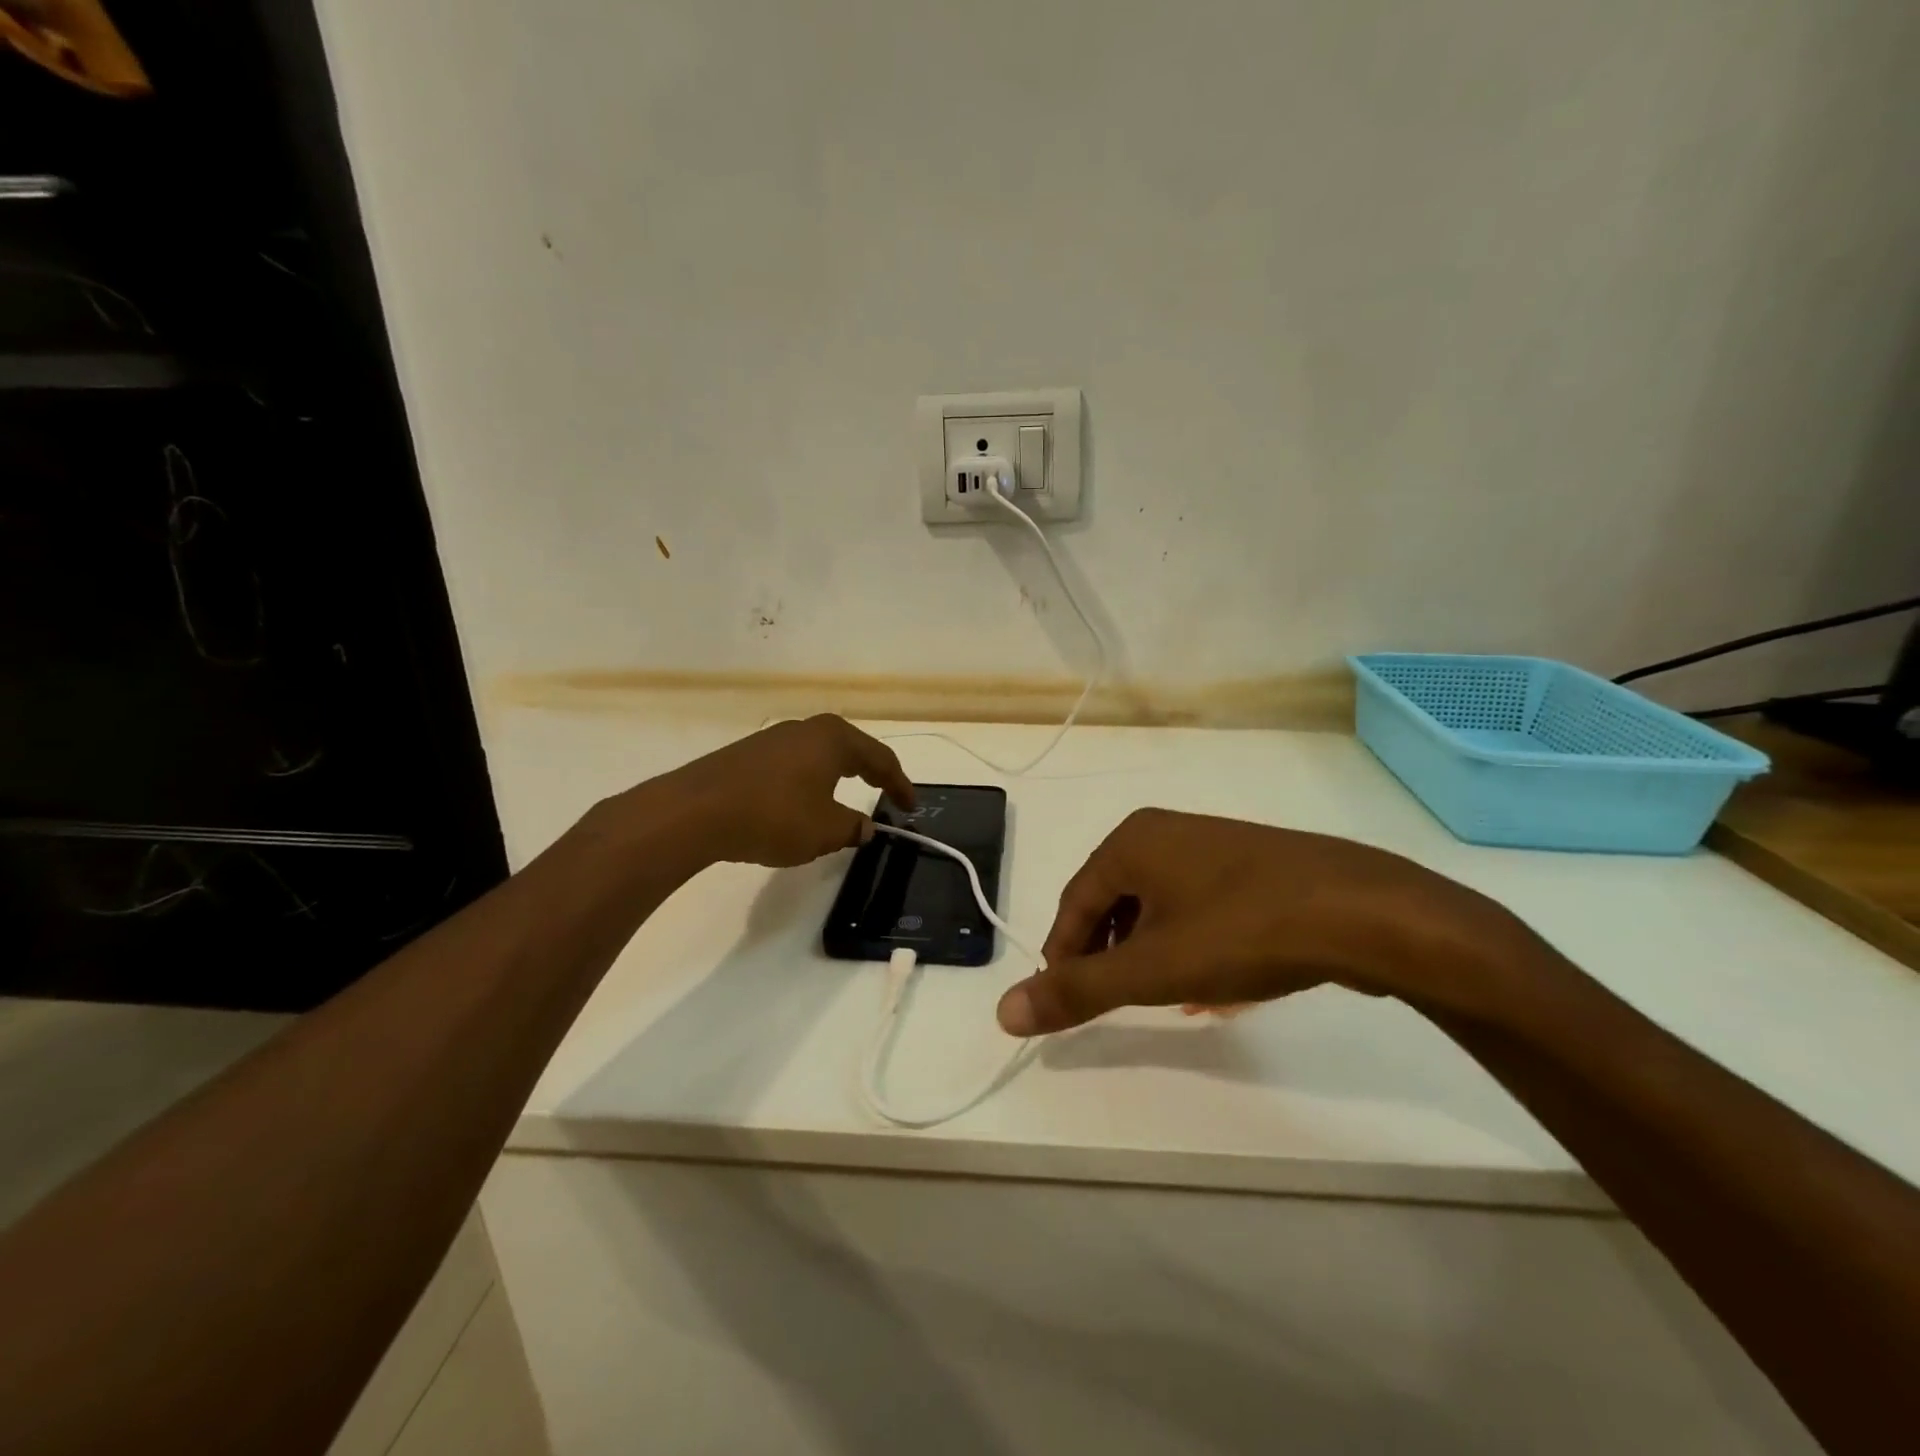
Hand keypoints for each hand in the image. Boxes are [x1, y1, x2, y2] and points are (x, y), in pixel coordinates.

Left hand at [642, 715, 914, 868]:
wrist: (696, 811)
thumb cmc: (774, 816)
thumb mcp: (825, 830)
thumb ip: (852, 827)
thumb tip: (865, 827)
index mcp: (834, 739)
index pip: (880, 758)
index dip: (899, 784)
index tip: (911, 807)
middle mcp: (806, 729)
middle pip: (850, 749)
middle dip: (870, 772)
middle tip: (886, 793)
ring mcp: (773, 739)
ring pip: (819, 755)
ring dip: (837, 776)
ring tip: (846, 799)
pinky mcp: (747, 755)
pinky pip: (793, 765)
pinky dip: (809, 781)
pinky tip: (802, 803)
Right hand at [996, 809, 1534, 1036]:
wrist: (1362, 911)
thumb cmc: (1241, 931)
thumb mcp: (1151, 969)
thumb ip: (1077, 991)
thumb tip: (1003, 1012)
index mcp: (1130, 842)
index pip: (1073, 904)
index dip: (1063, 957)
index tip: (1066, 1003)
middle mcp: (1166, 832)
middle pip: (1113, 902)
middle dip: (1108, 956)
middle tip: (1112, 1002)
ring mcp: (1213, 846)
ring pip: (1158, 907)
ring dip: (1148, 954)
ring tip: (1159, 1000)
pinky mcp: (1253, 866)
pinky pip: (1198, 906)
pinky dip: (1189, 944)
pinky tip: (1210, 985)